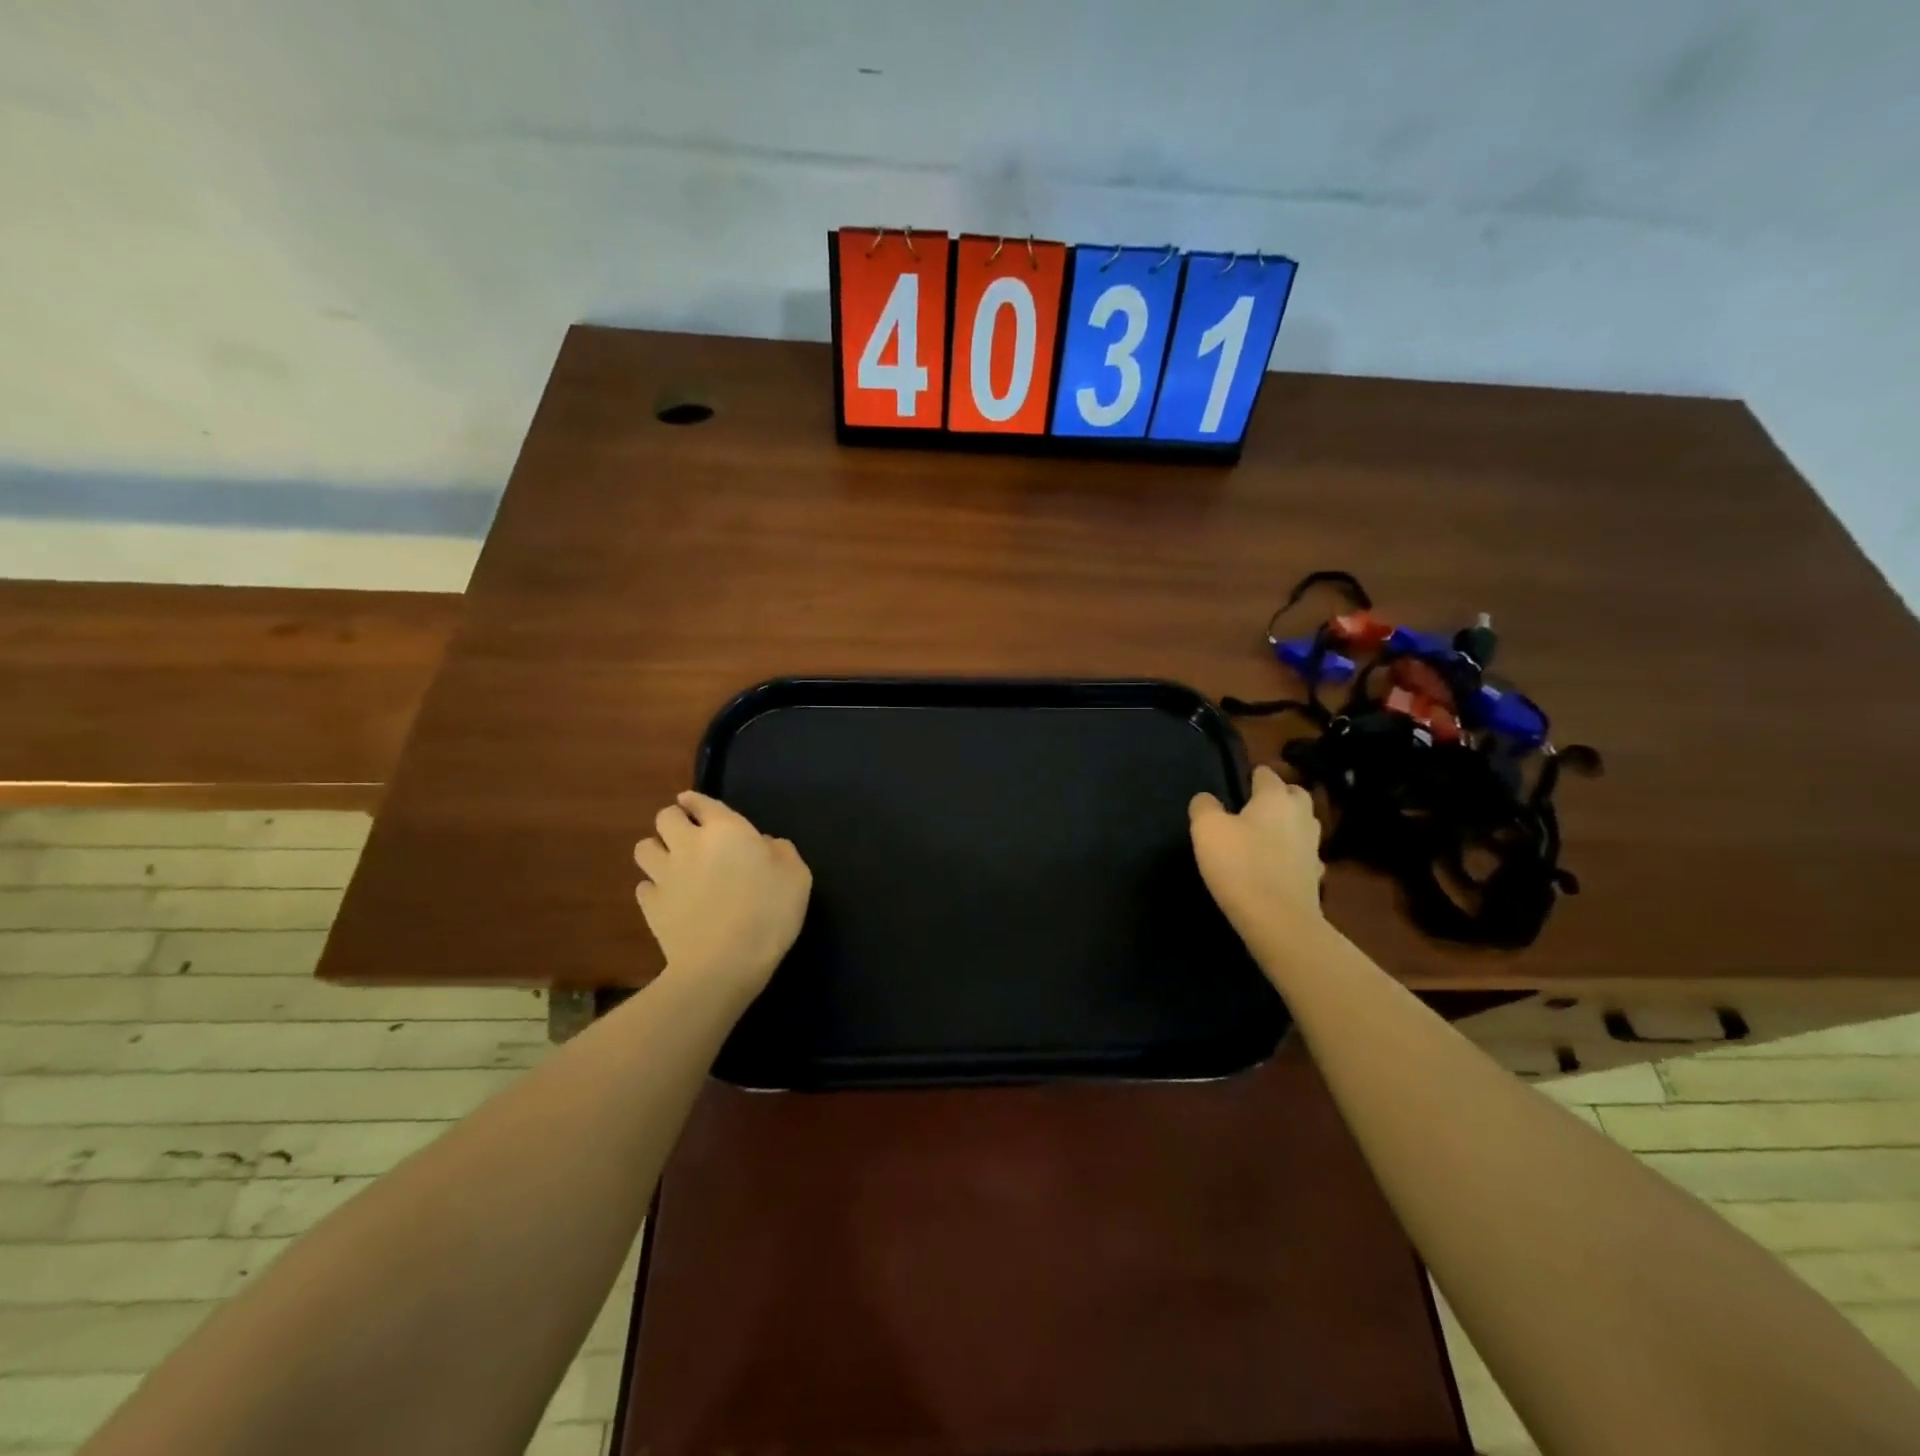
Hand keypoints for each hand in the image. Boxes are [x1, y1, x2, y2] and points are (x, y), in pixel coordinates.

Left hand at [633, 792, 811, 999]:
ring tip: (672, 864)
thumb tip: (765, 845)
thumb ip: (782, 852)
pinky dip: (654, 888)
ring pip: (644, 848)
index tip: (696, 806)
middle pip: (665, 817)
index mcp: (726, 830)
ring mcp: (664, 875)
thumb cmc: (769, 913)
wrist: (723, 963)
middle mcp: (688, 844)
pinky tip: (669, 898)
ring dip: (657, 850)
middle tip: (688, 835)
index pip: (700, 802)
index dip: (696, 802)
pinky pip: (643, 886)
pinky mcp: (650, 906)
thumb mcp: (797, 877)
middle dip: (674, 820)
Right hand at [1189, 765, 1326, 952]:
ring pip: (1304, 824)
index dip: (1254, 775)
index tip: (1241, 781)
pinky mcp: (1315, 876)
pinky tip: (1279, 864)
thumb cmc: (1239, 864)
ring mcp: (1313, 847)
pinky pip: (1305, 856)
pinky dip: (1294, 855)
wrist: (1277, 919)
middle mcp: (1300, 816)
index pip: (1267, 775)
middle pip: (1295, 795)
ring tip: (1266, 833)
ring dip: (1289, 824)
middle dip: (1280, 795)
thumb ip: (1204, 807)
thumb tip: (1207, 799)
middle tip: (1257, 805)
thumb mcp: (1207, 829)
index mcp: (1275, 798)